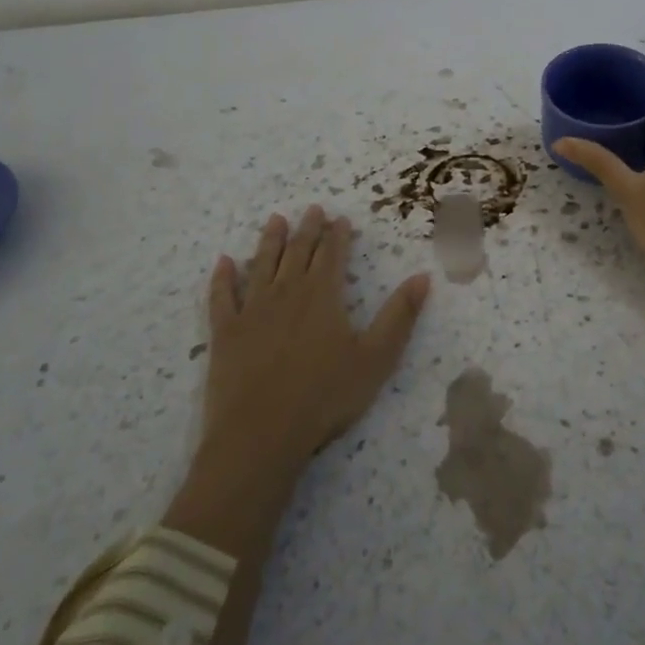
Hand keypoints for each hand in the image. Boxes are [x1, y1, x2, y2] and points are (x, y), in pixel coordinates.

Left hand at [166, 207, 429, 553]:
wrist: (261, 435)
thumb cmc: (325, 397)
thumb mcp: (376, 358)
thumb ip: (400, 315)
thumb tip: (423, 276)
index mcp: (323, 296)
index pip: (332, 255)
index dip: (337, 235)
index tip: (340, 218)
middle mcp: (286, 293)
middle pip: (298, 252)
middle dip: (307, 229)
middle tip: (312, 209)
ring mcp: (251, 311)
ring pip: (262, 265)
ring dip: (269, 241)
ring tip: (275, 220)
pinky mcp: (225, 333)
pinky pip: (221, 297)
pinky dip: (222, 277)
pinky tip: (223, 262)